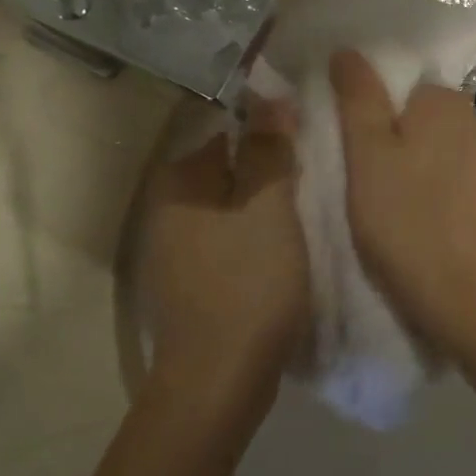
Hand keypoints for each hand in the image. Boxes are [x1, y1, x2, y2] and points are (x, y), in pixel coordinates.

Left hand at [134, 107, 309, 423]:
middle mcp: (165, 210)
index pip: (226, 133)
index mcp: (179, 184)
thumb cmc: (249, 282)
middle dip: (266, 173)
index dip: (268, 135)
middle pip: (227, 171)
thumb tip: (268, 97)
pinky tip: (278, 256)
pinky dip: (251, 240)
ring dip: (262, 209)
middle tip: (310, 186)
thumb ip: (268, 149)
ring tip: (302, 220)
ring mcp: (173, 251)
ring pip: (228, 209)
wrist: (219, 379)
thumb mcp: (269, 206)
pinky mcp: (188, 284)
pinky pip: (225, 242)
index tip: (305, 151)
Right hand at [330, 50, 475, 355]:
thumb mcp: (367, 155)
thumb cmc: (407, 220)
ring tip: (394, 211)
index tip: (356, 160)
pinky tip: (424, 223)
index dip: (372, 123)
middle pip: (419, 120)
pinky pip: (457, 179)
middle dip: (395, 146)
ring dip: (416, 170)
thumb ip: (358, 98)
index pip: (398, 92)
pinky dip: (438, 192)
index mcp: (444, 101)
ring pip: (438, 151)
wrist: (469, 296)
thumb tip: (349, 50)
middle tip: (369, 189)